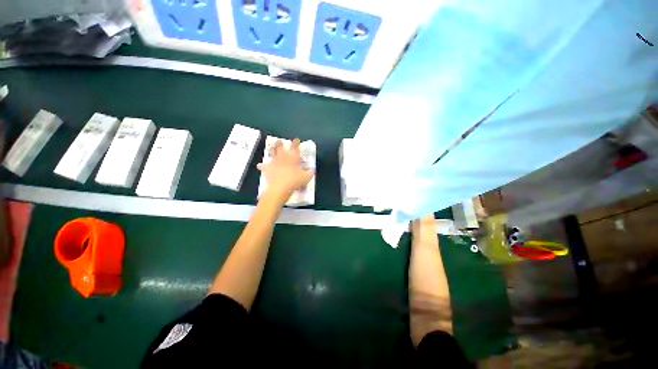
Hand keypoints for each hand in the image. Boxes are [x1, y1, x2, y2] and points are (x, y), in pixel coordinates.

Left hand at [257, 138, 313, 197]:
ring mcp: (274, 162)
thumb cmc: (295, 181)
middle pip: (280, 146)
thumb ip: (310, 172)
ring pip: (271, 152)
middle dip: (280, 143)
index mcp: (293, 157)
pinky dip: (261, 165)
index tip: (296, 140)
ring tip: (271, 148)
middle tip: (280, 141)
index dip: (296, 142)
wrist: (281, 187)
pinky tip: (260, 165)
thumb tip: (312, 171)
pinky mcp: (267, 168)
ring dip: (272, 149)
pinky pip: (262, 165)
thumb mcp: (307, 177)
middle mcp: (283, 157)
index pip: (295, 147)